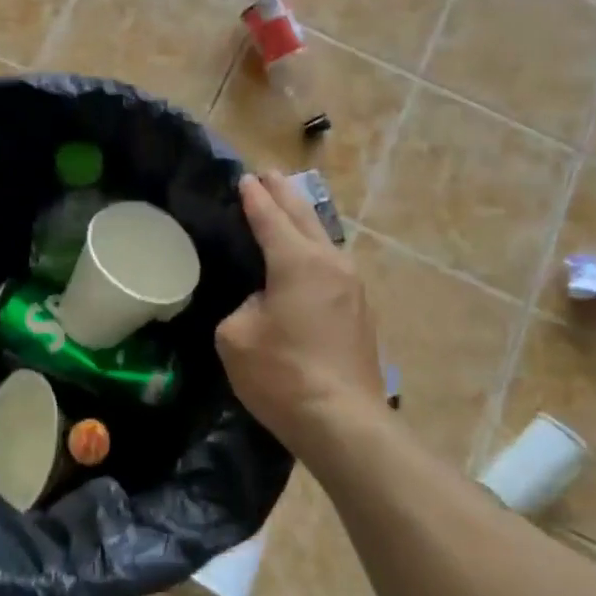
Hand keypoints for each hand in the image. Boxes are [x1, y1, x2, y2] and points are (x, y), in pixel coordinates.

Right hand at [216, 172, 387, 459]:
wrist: (343, 421)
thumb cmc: (282, 375)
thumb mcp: (236, 337)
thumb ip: (244, 307)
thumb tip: (262, 304)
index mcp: (297, 261)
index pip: (269, 217)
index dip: (254, 197)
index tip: (244, 178)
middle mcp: (330, 263)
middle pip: (305, 216)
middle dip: (285, 193)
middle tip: (269, 174)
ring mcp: (352, 287)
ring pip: (324, 239)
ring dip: (304, 219)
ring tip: (290, 207)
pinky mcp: (360, 312)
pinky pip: (332, 265)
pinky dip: (314, 249)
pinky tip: (308, 258)